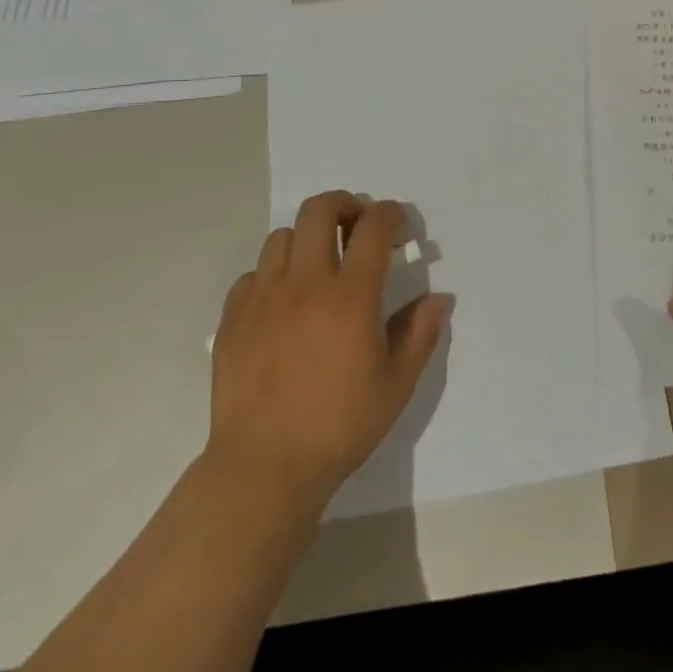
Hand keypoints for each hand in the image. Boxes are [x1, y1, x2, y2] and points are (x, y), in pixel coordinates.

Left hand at [207, 191, 449, 508]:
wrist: (264, 467)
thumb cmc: (340, 424)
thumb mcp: (397, 383)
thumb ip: (420, 333)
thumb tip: (439, 299)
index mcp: (351, 295)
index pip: (373, 227)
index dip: (390, 214)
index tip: (397, 225)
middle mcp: (306, 283)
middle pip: (319, 210)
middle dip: (344, 204)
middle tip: (356, 225)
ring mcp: (264, 298)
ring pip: (281, 236)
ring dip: (306, 238)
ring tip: (317, 264)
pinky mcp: (233, 318)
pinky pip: (251, 274)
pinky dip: (271, 274)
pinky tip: (281, 302)